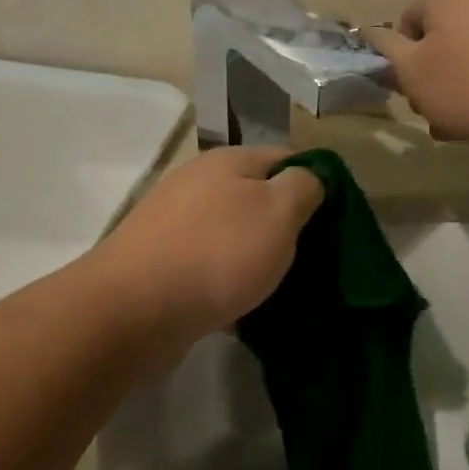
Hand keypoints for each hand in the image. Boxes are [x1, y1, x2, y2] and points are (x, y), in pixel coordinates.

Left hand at [96, 146, 324, 340]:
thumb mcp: (279, 212)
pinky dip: (227, 282)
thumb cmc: (217, 254)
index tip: (335, 223)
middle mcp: (198, 183)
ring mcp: (174, 223)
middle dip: (286, 226)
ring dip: (256, 257)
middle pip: (257, 197)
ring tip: (280, 288)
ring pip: (233, 234)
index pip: (286, 158)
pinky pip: (208, 265)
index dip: (315, 185)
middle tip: (312, 260)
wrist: (134, 310)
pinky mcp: (160, 262)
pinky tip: (241, 307)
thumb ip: (303, 187)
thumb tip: (309, 178)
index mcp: (228, 161)